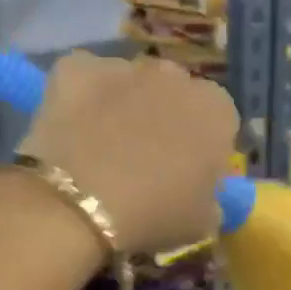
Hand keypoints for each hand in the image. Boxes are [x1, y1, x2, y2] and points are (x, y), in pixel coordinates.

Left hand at [18, 52, 238, 254]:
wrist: (82, 204)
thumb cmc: (154, 216)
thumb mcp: (202, 223)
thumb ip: (210, 197)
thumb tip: (202, 192)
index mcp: (215, 110)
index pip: (219, 121)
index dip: (202, 148)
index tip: (187, 175)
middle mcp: (174, 75)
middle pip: (174, 93)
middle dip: (163, 119)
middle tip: (143, 161)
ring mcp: (123, 66)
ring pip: (128, 83)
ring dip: (122, 106)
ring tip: (101, 149)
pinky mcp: (76, 67)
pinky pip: (83, 79)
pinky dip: (79, 98)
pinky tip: (71, 130)